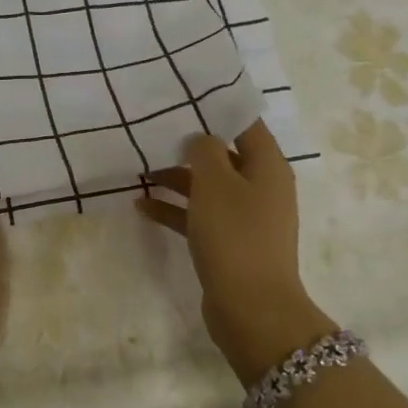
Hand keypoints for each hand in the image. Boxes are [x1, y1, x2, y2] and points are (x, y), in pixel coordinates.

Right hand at [137, 120, 333, 382]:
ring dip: (176, 179)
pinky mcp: (229, 244)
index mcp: (267, 167)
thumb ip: (204, 151)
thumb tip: (200, 139)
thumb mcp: (215, 183)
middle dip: (188, 146)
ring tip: (139, 170)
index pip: (244, 125)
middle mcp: (261, 188)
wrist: (251, 308)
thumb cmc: (235, 235)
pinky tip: (142, 206)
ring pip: (208, 187)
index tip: (182, 99)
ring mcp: (245, 218)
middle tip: (152, 133)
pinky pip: (199, 217)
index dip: (216, 110)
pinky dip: (174, 210)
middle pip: (223, 156)